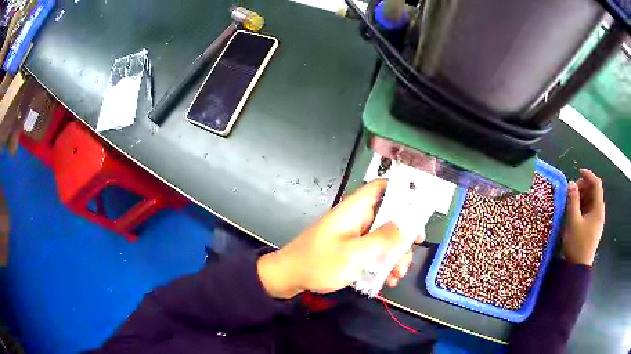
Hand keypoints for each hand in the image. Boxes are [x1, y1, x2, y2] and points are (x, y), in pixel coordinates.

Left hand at [257, 180, 424, 298]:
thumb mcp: (353, 254)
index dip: (403, 193)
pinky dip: (382, 264)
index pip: (382, 188)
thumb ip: (381, 240)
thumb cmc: (319, 263)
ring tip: (397, 276)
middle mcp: (357, 218)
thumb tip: (407, 225)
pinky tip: (387, 280)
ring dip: (394, 256)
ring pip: (383, 238)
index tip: (418, 213)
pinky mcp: (351, 250)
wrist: (289, 277)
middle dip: (402, 238)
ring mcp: (354, 235)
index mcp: (355, 209)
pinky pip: (374, 252)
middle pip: (389, 217)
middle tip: (410, 255)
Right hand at [562, 169, 604, 265]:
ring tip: (571, 201)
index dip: (588, 175)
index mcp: (598, 209)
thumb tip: (571, 183)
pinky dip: (582, 206)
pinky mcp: (592, 227)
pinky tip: (574, 211)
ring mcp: (596, 221)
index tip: (578, 172)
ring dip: (582, 197)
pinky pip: (589, 210)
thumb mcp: (573, 222)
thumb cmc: (577, 244)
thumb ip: (573, 201)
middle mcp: (599, 212)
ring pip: (591, 201)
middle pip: (594, 192)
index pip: (596, 184)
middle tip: (572, 191)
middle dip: (583, 187)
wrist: (578, 269)